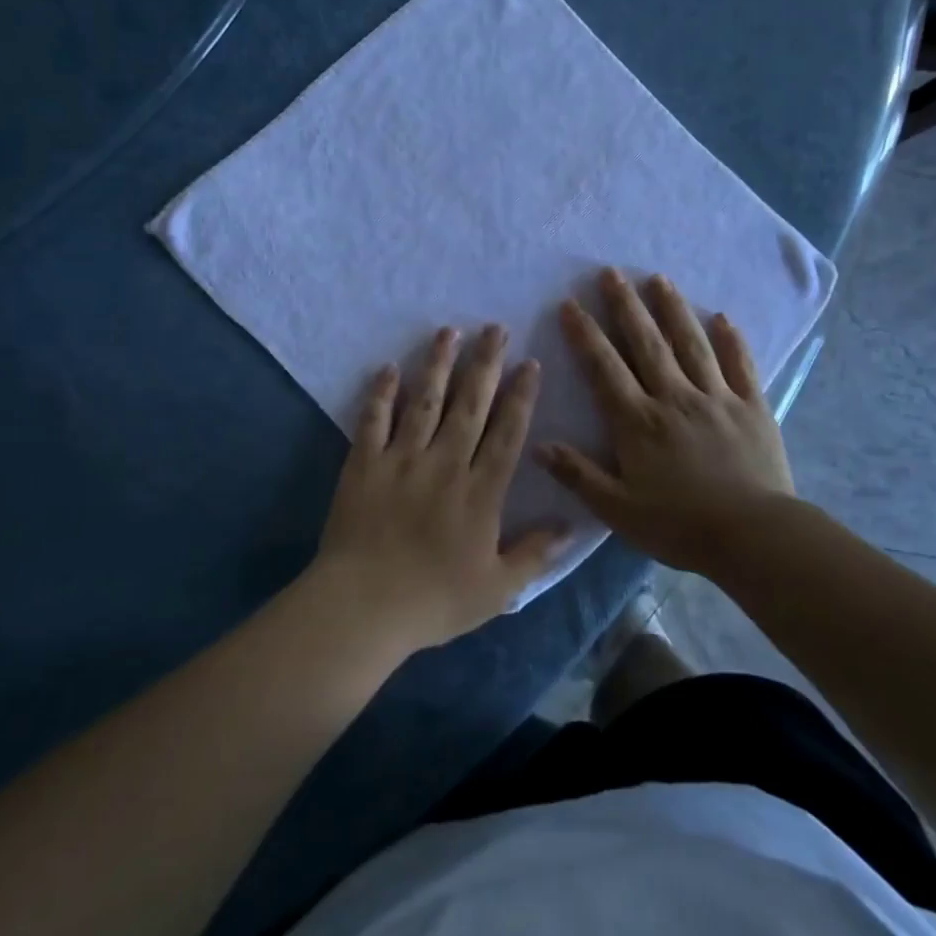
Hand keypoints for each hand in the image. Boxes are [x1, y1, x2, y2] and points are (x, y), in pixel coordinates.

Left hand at [313, 325, 566, 654]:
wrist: (363, 607)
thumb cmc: (434, 601)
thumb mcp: (497, 589)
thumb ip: (535, 554)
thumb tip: (572, 525)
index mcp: (480, 493)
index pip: (507, 434)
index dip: (520, 396)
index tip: (529, 363)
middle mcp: (444, 464)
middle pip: (469, 405)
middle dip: (485, 364)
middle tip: (494, 328)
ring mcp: (401, 460)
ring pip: (424, 401)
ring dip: (438, 365)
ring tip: (448, 331)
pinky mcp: (363, 464)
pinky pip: (373, 421)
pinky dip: (381, 393)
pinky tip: (389, 367)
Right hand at [536, 268, 793, 575]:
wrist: (754, 537)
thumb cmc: (680, 526)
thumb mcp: (618, 509)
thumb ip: (578, 475)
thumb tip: (539, 445)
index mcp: (638, 422)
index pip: (604, 368)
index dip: (585, 334)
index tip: (571, 304)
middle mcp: (674, 398)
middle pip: (646, 343)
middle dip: (625, 306)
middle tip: (611, 273)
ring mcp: (717, 398)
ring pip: (691, 344)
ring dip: (673, 309)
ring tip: (659, 279)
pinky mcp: (752, 407)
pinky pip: (741, 365)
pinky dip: (732, 340)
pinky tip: (723, 317)